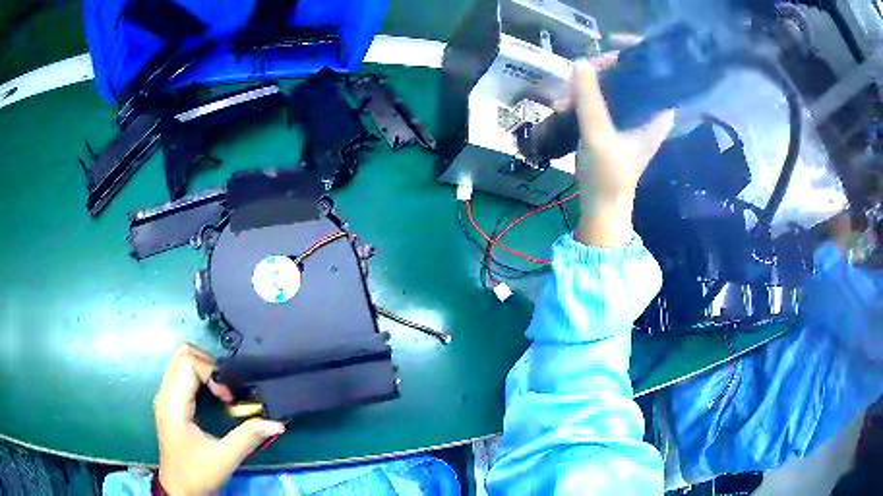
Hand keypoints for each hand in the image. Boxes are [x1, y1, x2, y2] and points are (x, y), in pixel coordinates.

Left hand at [154, 343, 284, 494]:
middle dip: (209, 364)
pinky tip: (213, 396)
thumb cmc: (197, 475)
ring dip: (204, 368)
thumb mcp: (224, 459)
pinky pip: (181, 373)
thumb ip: (247, 438)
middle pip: (182, 354)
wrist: (179, 489)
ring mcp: (165, 397)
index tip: (229, 398)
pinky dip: (199, 376)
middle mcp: (165, 394)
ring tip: (222, 392)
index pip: (188, 363)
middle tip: (227, 389)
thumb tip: (276, 423)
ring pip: (180, 361)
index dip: (212, 372)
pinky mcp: (169, 402)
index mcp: (173, 405)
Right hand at [572, 55, 674, 245]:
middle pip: (629, 71)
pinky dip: (585, 95)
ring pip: (613, 82)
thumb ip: (590, 98)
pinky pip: (603, 95)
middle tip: (578, 75)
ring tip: (565, 98)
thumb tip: (580, 62)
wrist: (603, 204)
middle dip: (602, 69)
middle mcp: (648, 109)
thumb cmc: (608, 175)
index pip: (653, 70)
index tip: (610, 45)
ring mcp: (632, 114)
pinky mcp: (617, 120)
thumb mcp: (598, 135)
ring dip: (588, 84)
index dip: (635, 52)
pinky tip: (566, 104)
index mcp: (657, 113)